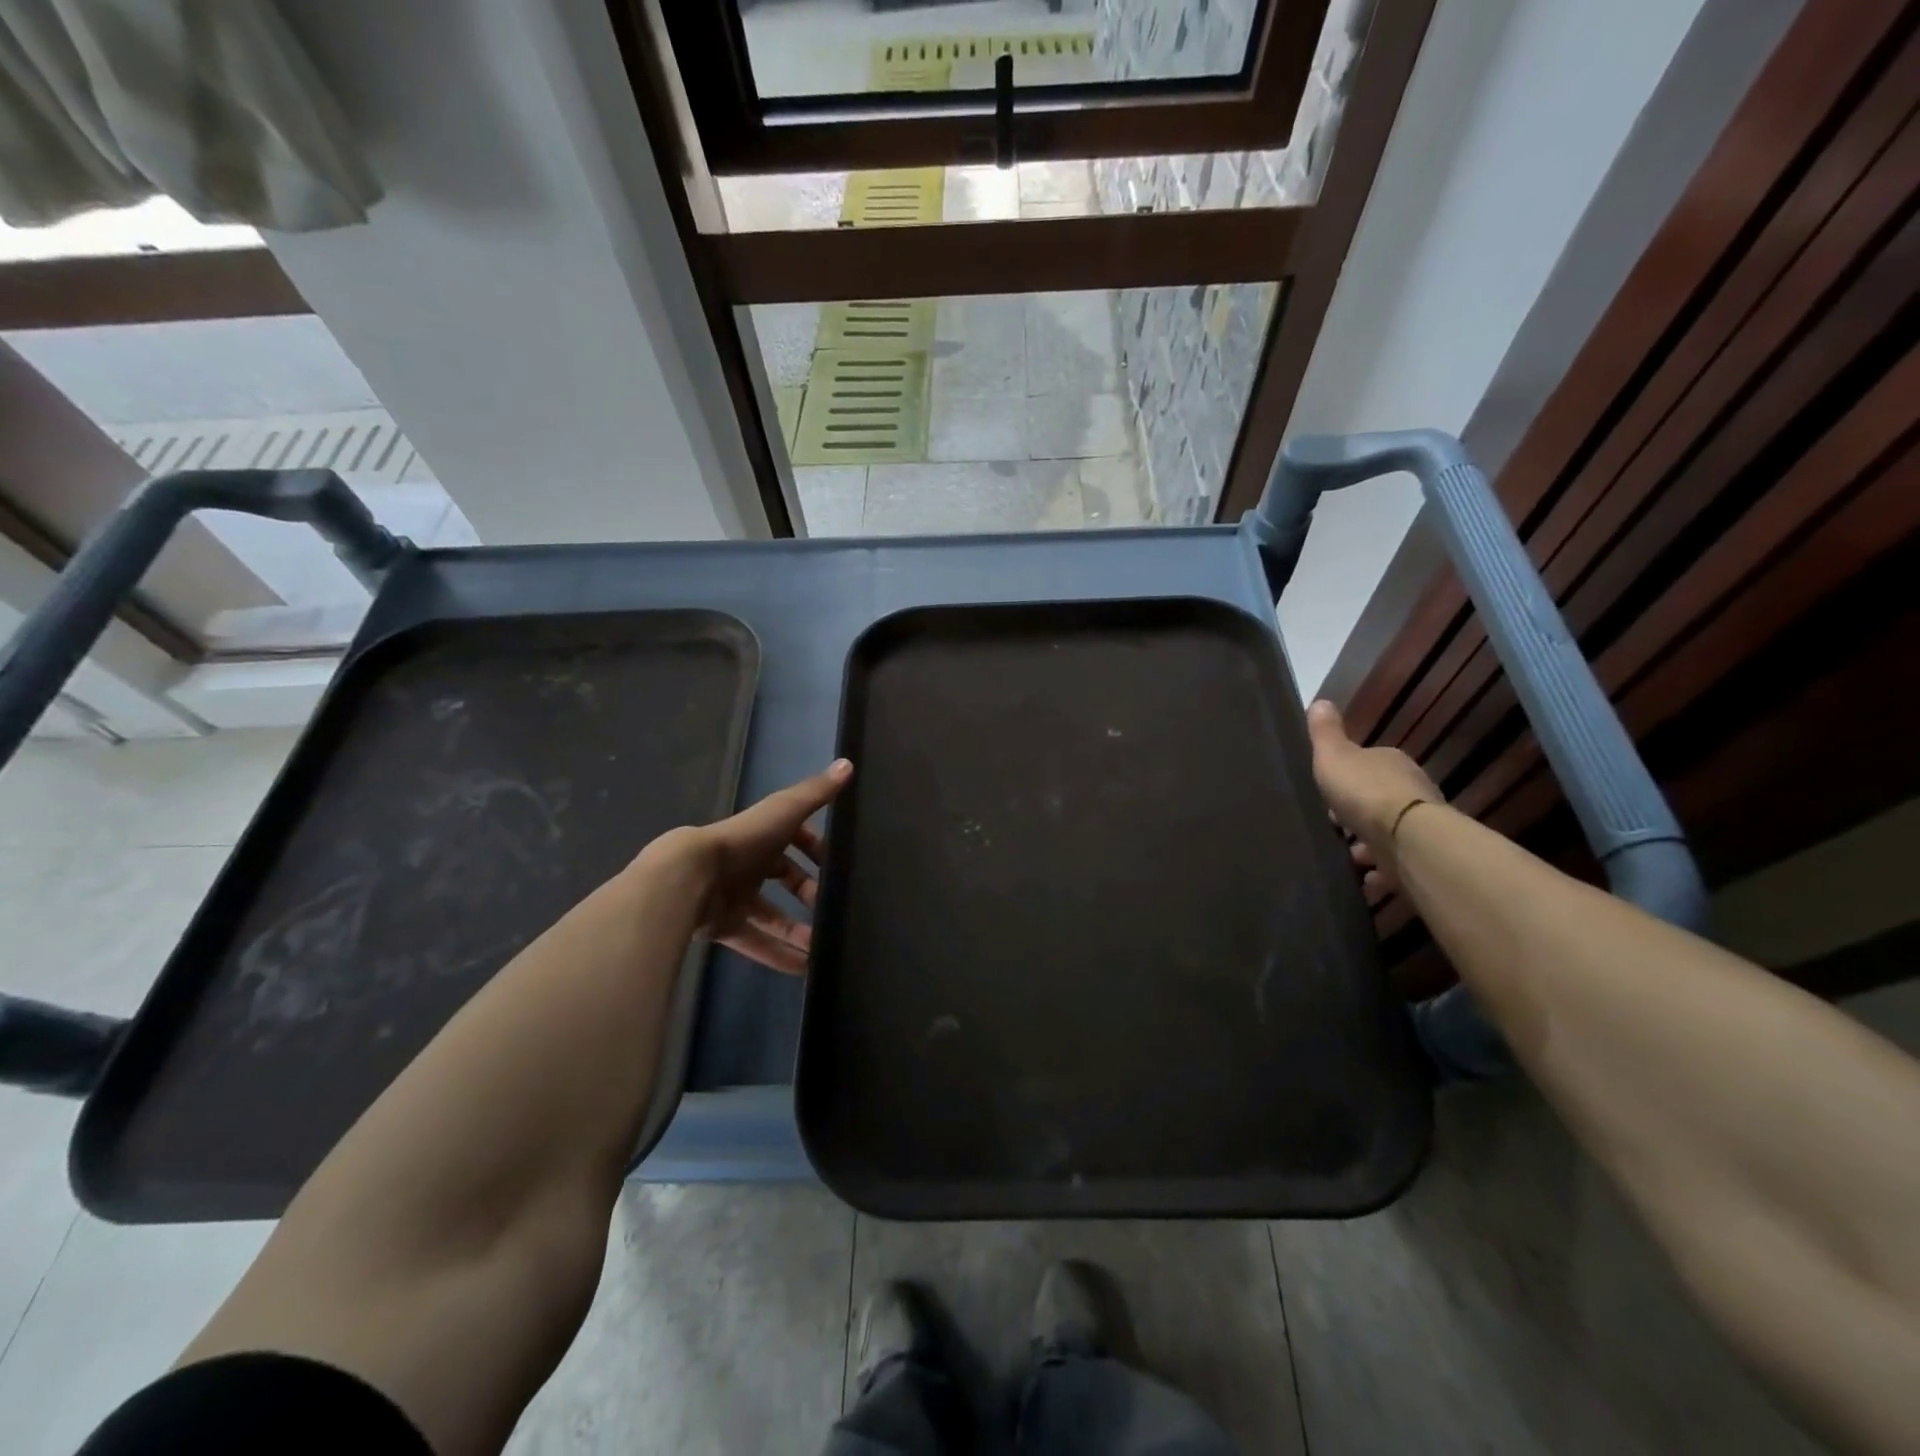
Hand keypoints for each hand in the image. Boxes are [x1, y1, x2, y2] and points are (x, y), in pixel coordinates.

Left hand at [660, 759, 852, 974]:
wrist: (690, 877)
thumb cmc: (743, 840)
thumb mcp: (785, 812)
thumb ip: (816, 793)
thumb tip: (849, 763)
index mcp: (762, 836)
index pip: (794, 839)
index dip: (815, 849)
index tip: (837, 864)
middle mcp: (748, 864)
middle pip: (784, 878)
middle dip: (809, 892)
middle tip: (832, 907)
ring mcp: (734, 897)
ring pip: (771, 915)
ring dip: (797, 930)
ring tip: (824, 945)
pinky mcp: (724, 927)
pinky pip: (756, 943)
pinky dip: (778, 955)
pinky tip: (804, 969)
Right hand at [1306, 700, 1441, 895]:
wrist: (1408, 838)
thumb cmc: (1365, 791)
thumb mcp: (1334, 756)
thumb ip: (1325, 733)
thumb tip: (1320, 701)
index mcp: (1391, 763)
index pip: (1368, 766)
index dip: (1346, 780)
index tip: (1328, 797)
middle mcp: (1412, 790)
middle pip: (1379, 801)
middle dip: (1357, 816)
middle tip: (1335, 831)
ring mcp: (1421, 826)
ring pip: (1389, 835)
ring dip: (1369, 848)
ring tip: (1349, 862)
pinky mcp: (1422, 857)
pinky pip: (1397, 866)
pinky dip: (1382, 875)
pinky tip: (1366, 884)